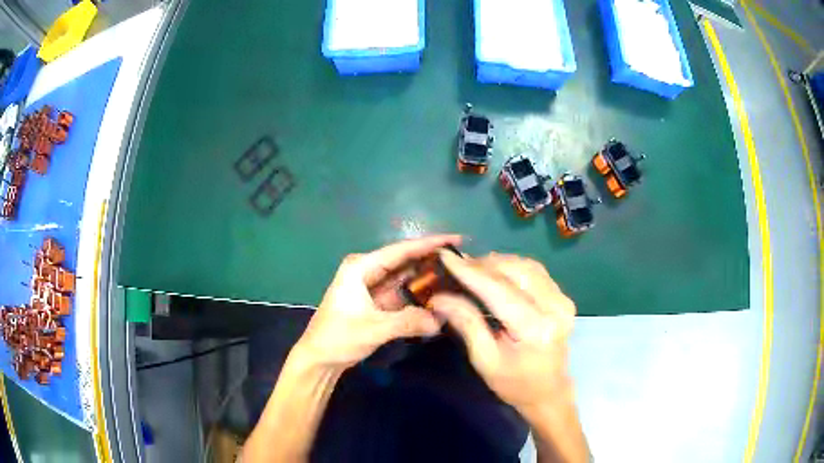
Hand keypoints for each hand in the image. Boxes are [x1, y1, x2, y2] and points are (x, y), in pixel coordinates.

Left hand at [293, 235, 461, 370]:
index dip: (430, 243)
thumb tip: (440, 321)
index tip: (456, 238)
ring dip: (426, 277)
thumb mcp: (374, 329)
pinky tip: (438, 295)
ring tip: (456, 275)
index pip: (401, 250)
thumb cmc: (339, 337)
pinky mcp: (376, 301)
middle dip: (431, 259)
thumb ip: (408, 322)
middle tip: (462, 259)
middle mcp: (367, 270)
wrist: (319, 358)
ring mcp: (371, 285)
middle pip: (405, 260)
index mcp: (361, 267)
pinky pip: (402, 292)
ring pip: (405, 276)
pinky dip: (418, 294)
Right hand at [431, 252, 575, 412]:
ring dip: (498, 263)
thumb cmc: (514, 384)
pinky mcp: (563, 298)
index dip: (470, 272)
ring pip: (526, 266)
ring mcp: (563, 300)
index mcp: (535, 329)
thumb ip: (466, 324)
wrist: (548, 392)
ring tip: (474, 268)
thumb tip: (439, 297)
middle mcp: (555, 308)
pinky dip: (513, 268)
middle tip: (457, 266)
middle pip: (515, 271)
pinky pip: (536, 272)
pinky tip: (497, 273)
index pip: (498, 290)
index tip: (446, 256)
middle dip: (483, 264)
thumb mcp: (484, 360)